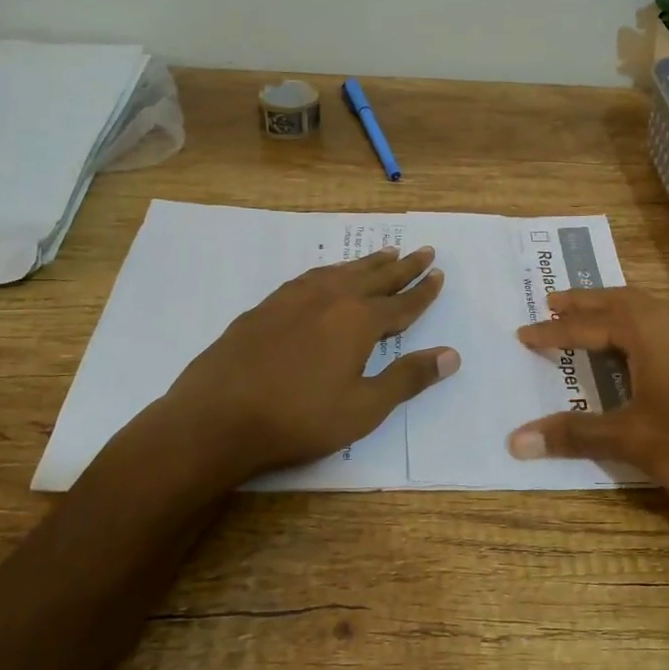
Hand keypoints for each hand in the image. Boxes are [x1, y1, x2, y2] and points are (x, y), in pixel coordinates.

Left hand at [146, 246, 457, 485]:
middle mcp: (329, 298)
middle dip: (403, 267)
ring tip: (384, 254)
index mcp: (358, 321)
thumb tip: (452, 355)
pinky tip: (328, 277)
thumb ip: (408, 378)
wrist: (216, 418)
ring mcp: (293, 298)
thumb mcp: (363, 408)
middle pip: (375, 278)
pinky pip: (310, 278)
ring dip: (367, 263)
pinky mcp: (266, 307)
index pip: (402, 303)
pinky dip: (331, 272)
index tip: (439, 274)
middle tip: (424, 251)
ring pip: (341, 272)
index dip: (423, 292)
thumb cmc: (299, 418)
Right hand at [507, 288, 668, 586]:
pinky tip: (643, 349)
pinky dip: (643, 329)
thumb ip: (572, 433)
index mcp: (648, 327)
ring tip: (592, 320)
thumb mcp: (628, 437)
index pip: (588, 323)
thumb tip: (514, 441)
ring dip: (616, 313)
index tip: (524, 333)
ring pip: (650, 311)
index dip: (554, 331)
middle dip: (585, 304)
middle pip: (620, 301)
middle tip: (553, 302)